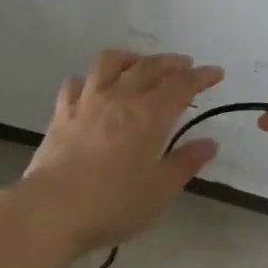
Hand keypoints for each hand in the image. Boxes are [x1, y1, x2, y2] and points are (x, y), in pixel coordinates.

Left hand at [21, 49, 223, 255]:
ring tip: (139, 64)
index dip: (201, 76)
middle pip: (149, 67)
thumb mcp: (159, 191)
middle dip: (171, 62)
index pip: (181, 85)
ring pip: (110, 62)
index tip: (215, 73)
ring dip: (130, 57)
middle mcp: (120, 97)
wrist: (52, 210)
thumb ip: (185, 163)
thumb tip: (210, 143)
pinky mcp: (62, 112)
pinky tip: (93, 87)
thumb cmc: (112, 204)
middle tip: (185, 65)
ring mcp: (87, 101)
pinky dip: (88, 80)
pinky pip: (75, 83)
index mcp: (148, 115)